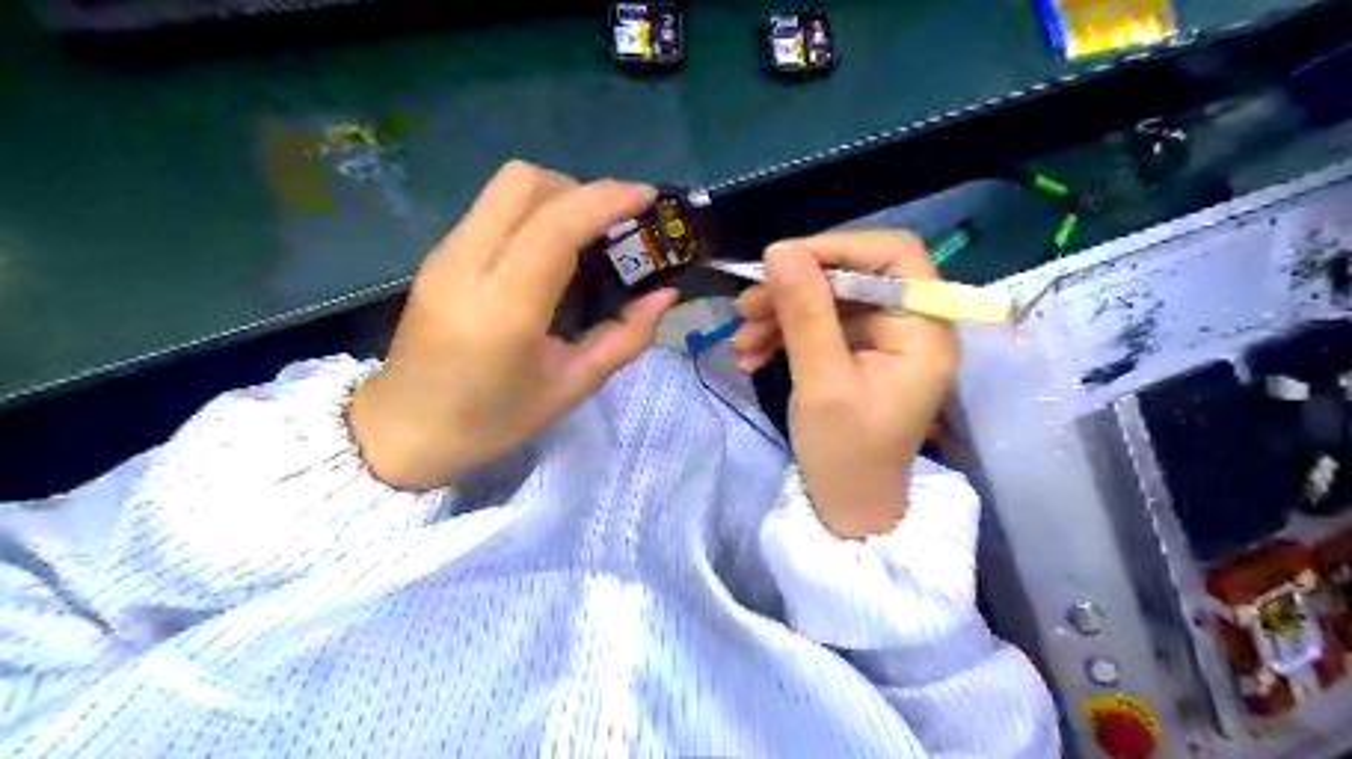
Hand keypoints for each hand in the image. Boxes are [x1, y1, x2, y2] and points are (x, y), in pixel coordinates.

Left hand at [347, 161, 674, 487]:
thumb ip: (624, 338)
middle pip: (525, 182)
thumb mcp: (571, 387)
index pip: (556, 224)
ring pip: (506, 188)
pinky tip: (550, 254)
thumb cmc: (491, 419)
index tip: (647, 198)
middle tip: (612, 227)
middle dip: (579, 190)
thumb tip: (665, 295)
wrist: (404, 430)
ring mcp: (446, 254)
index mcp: (505, 306)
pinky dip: (533, 212)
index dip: (607, 199)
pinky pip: (493, 209)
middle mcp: (468, 264)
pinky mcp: (439, 255)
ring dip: (557, 197)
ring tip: (587, 238)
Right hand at [730, 231, 958, 537]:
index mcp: (924, 331)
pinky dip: (784, 334)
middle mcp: (911, 327)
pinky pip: (821, 327)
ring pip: (829, 302)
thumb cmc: (846, 454)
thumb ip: (805, 313)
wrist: (847, 508)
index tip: (782, 260)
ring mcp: (883, 341)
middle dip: (794, 290)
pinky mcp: (858, 355)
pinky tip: (751, 354)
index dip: (839, 247)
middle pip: (853, 278)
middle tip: (745, 307)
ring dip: (780, 314)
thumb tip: (781, 249)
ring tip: (740, 340)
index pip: (894, 256)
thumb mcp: (821, 381)